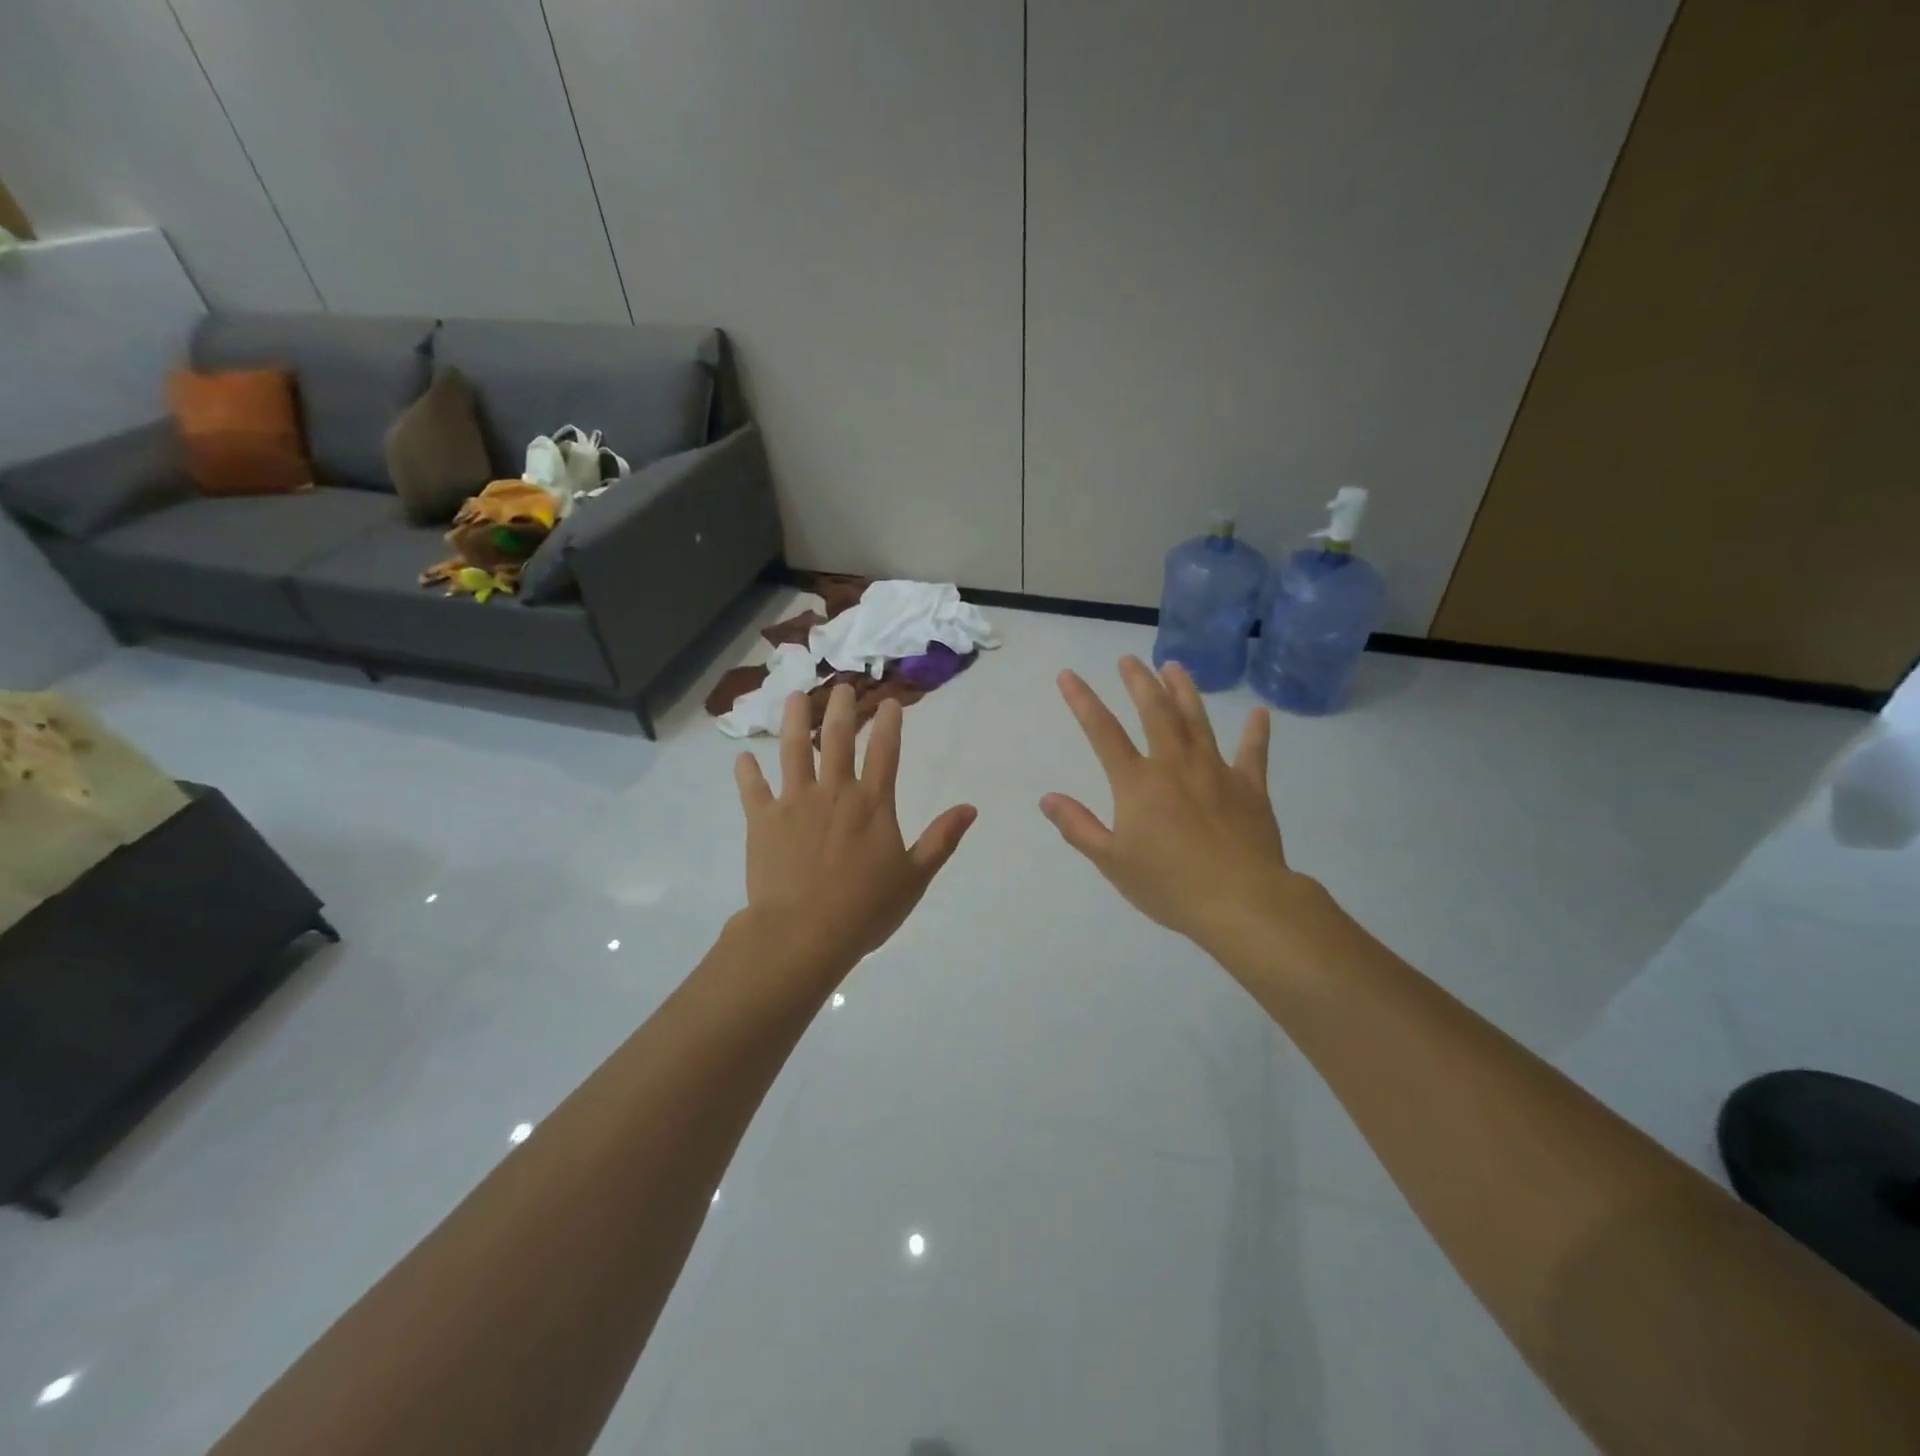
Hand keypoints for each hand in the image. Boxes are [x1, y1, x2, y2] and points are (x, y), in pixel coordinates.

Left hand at [734, 684, 975, 982]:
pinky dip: (747, 772)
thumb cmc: (864, 909)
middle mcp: (834, 792)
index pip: (885, 753)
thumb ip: (941, 839)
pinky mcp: (763, 820)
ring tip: (794, 697)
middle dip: (841, 709)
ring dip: (796, 721)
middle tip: (839, 686)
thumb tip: (970, 808)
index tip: (889, 701)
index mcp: (872, 804)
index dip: (889, 724)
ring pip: (795, 750)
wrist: (803, 932)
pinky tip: (742, 757)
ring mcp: (795, 802)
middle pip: (839, 739)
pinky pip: (753, 789)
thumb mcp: (914, 877)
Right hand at [1042, 657, 1306, 955]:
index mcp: (1138, 783)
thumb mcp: (1112, 861)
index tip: (1069, 675)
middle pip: (1155, 713)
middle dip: (1139, 682)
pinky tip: (1259, 714)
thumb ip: (1078, 827)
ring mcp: (1216, 772)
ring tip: (1175, 666)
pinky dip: (1256, 733)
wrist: (1241, 901)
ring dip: (1184, 691)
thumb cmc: (1169, 885)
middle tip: (1130, 659)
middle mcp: (1175, 765)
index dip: (1082, 701)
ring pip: (1197, 721)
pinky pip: (1253, 754)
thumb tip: (1048, 798)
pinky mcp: (1250, 788)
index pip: (1103, 732)